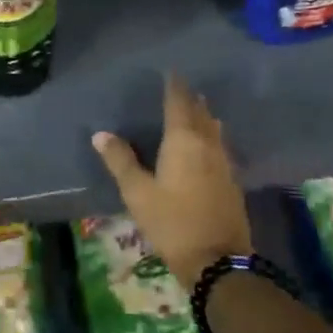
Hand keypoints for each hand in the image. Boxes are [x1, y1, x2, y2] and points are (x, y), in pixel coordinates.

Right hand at [92, 75, 249, 287]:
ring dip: (205, 116)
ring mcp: (224, 163)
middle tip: (181, 87)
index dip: (174, 86)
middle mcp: (207, 145)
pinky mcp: (232, 182)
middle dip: (191, 99)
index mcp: (183, 141)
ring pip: (214, 130)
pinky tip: (209, 145)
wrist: (218, 261)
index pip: (179, 103)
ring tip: (197, 108)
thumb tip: (100, 134)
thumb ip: (120, 161)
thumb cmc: (172, 222)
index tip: (171, 71)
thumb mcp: (138, 193)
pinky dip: (212, 137)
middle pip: (200, 113)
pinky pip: (220, 147)